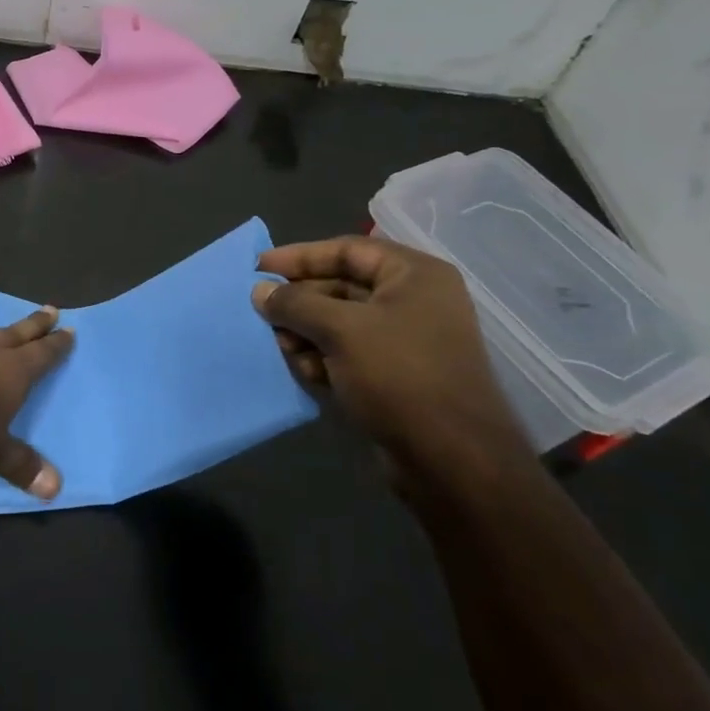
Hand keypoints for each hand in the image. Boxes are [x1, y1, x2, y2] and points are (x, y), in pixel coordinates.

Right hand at [251, 235, 528, 485]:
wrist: (452, 460)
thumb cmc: (399, 376)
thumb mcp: (340, 330)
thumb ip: (295, 304)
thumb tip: (259, 291)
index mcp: (414, 275)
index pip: (347, 250)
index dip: (299, 256)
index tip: (258, 268)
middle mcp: (413, 301)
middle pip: (340, 286)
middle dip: (300, 303)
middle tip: (263, 316)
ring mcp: (405, 340)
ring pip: (339, 323)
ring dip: (307, 334)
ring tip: (286, 350)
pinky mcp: (395, 375)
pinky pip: (348, 353)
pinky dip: (323, 358)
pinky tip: (308, 374)